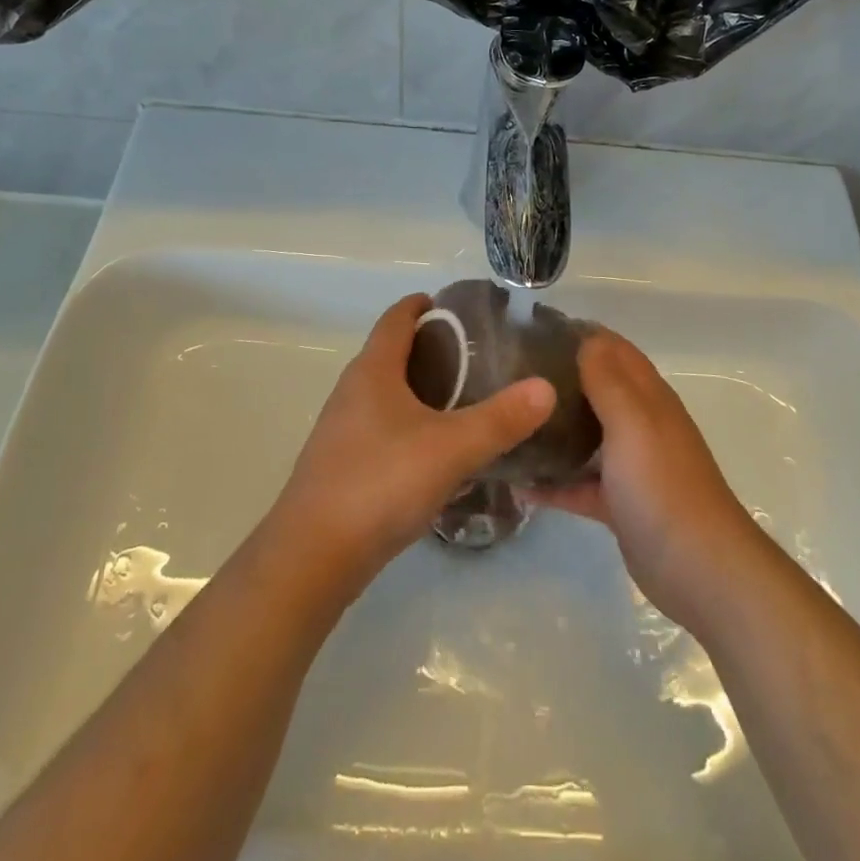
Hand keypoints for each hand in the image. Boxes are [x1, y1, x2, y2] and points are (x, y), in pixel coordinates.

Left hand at [266, 294, 555, 599]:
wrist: (313, 556)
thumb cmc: (381, 483)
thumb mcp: (452, 448)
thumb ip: (501, 419)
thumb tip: (546, 387)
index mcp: (373, 370)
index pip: (396, 317)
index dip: (424, 304)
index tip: (459, 307)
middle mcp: (352, 390)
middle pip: (391, 352)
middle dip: (431, 347)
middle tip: (477, 357)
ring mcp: (342, 429)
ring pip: (386, 392)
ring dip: (419, 388)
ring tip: (464, 401)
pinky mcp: (342, 464)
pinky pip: (381, 426)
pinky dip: (409, 423)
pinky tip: (435, 450)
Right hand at [523, 328, 767, 630]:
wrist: (699, 568)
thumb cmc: (662, 485)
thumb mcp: (633, 422)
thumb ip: (608, 380)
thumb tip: (586, 337)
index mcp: (648, 397)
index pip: (613, 349)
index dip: (578, 335)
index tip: (531, 332)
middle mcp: (639, 423)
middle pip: (596, 389)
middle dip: (558, 378)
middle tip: (508, 375)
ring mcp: (630, 465)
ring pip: (586, 435)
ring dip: (553, 428)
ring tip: (507, 420)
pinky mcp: (619, 502)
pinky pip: (580, 483)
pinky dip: (553, 482)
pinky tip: (517, 483)